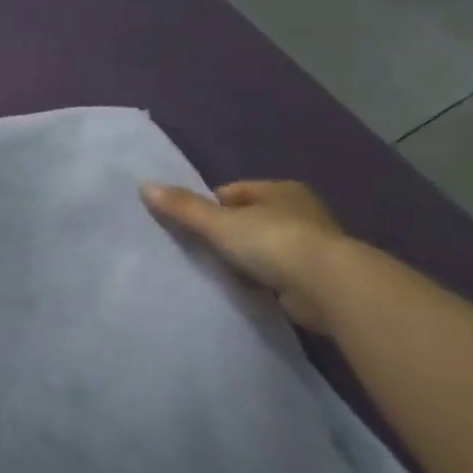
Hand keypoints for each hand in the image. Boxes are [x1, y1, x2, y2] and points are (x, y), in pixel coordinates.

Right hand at [142, 179, 348, 331]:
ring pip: (263, 245)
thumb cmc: (273, 242)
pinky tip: (245, 287)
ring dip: (244, 256)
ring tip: (219, 270)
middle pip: (249, 218)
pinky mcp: (315, 275)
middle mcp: (300, 211)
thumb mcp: (219, 222)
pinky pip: (275, 271)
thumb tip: (145, 185)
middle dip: (226, 232)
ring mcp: (311, 244)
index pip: (233, 192)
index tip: (192, 227)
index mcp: (281, 190)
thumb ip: (183, 207)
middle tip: (200, 249)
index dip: (209, 206)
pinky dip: (260, 278)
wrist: (327, 286)